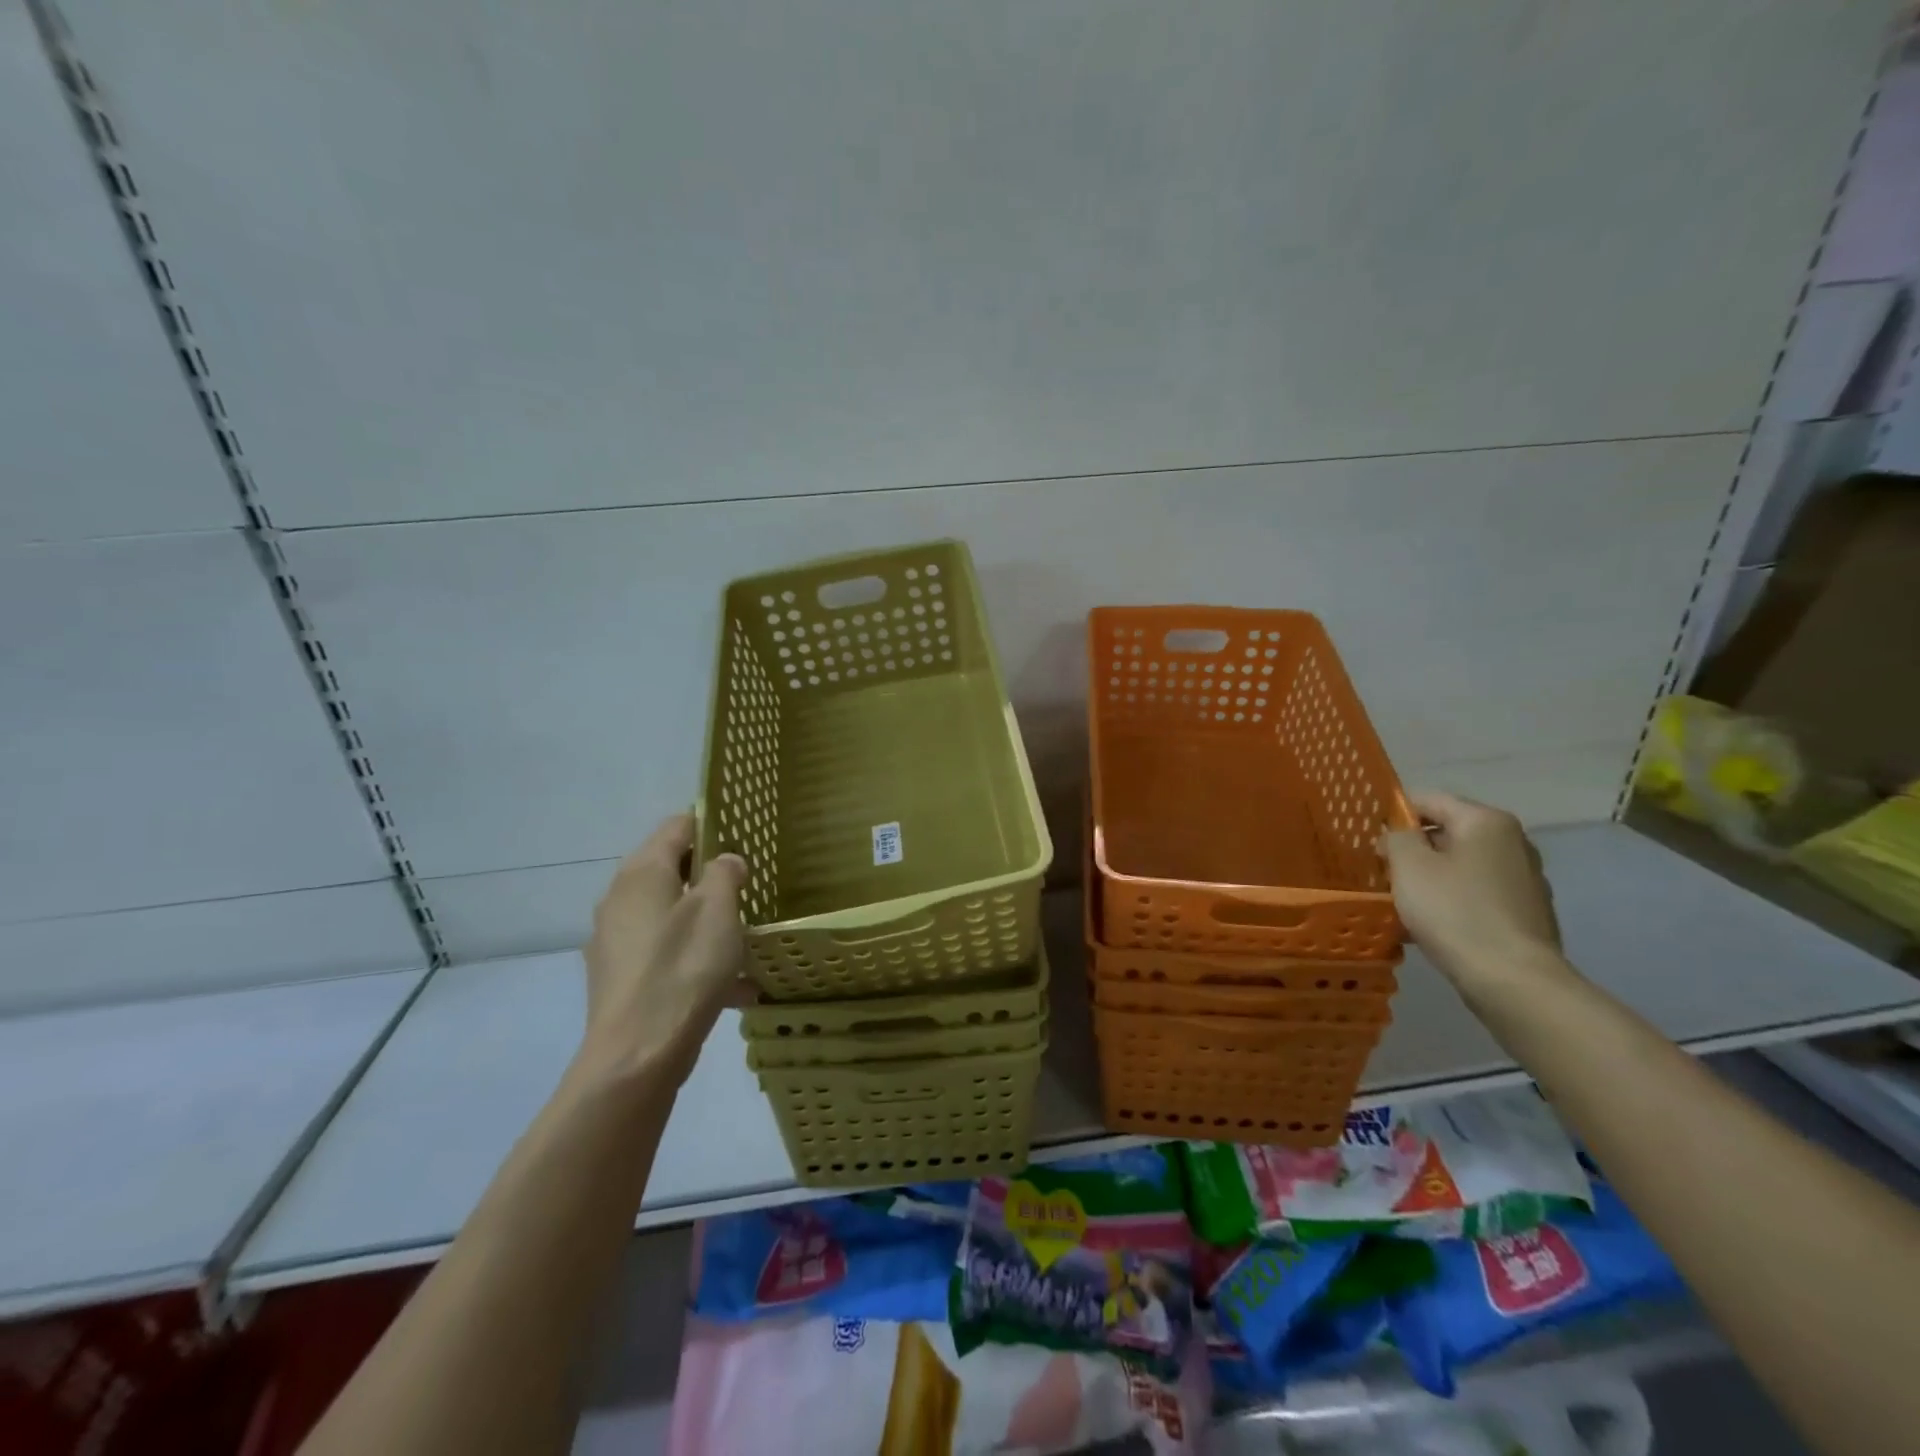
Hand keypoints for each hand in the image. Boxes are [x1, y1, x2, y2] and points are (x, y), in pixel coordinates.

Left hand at [577, 814, 747, 1087]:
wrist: (637, 1056)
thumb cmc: (683, 968)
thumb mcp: (718, 911)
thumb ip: (725, 874)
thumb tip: (724, 861)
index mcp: (642, 872)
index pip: (677, 825)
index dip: (711, 822)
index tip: (744, 833)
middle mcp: (620, 899)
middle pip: (671, 870)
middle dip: (711, 875)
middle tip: (751, 885)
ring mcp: (616, 941)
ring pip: (670, 914)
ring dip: (706, 919)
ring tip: (746, 938)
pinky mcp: (621, 978)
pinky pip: (665, 953)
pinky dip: (695, 957)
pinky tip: (733, 987)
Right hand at [1379, 791, 1562, 987]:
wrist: (1512, 979)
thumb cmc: (1454, 911)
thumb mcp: (1408, 865)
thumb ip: (1396, 837)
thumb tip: (1397, 833)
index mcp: (1486, 822)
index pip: (1428, 799)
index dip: (1393, 814)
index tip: (1369, 837)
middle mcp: (1512, 842)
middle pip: (1447, 833)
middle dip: (1412, 849)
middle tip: (1380, 871)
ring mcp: (1524, 878)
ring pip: (1460, 865)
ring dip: (1430, 876)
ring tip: (1401, 900)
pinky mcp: (1526, 911)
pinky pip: (1476, 893)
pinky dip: (1451, 899)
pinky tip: (1430, 923)